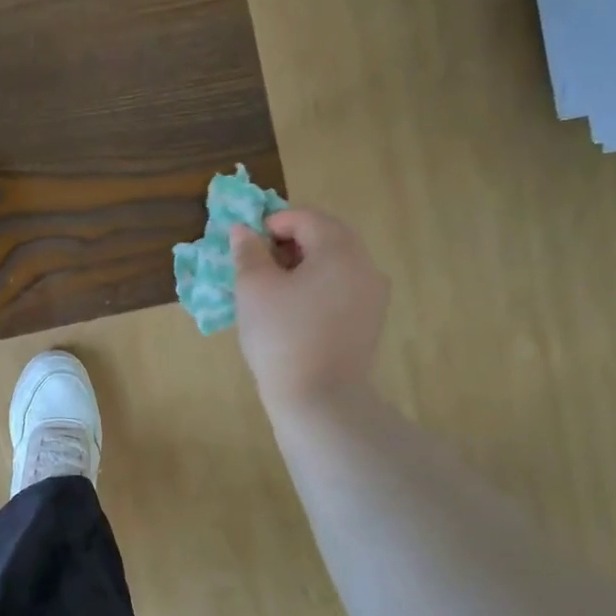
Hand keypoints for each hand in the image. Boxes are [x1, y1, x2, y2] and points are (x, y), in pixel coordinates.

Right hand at [231, 207, 390, 412]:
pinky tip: (293, 311)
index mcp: (339, 250)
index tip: (247, 244)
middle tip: (258, 263)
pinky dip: (317, 287)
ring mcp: (372, 296)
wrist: (319, 398)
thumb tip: (243, 230)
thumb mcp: (253, 288)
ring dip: (304, 264)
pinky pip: (342, 289)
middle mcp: (365, 265)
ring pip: (336, 264)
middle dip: (291, 241)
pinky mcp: (369, 322)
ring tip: (273, 288)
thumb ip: (248, 252)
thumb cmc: (281, 335)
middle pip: (327, 236)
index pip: (306, 217)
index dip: (272, 222)